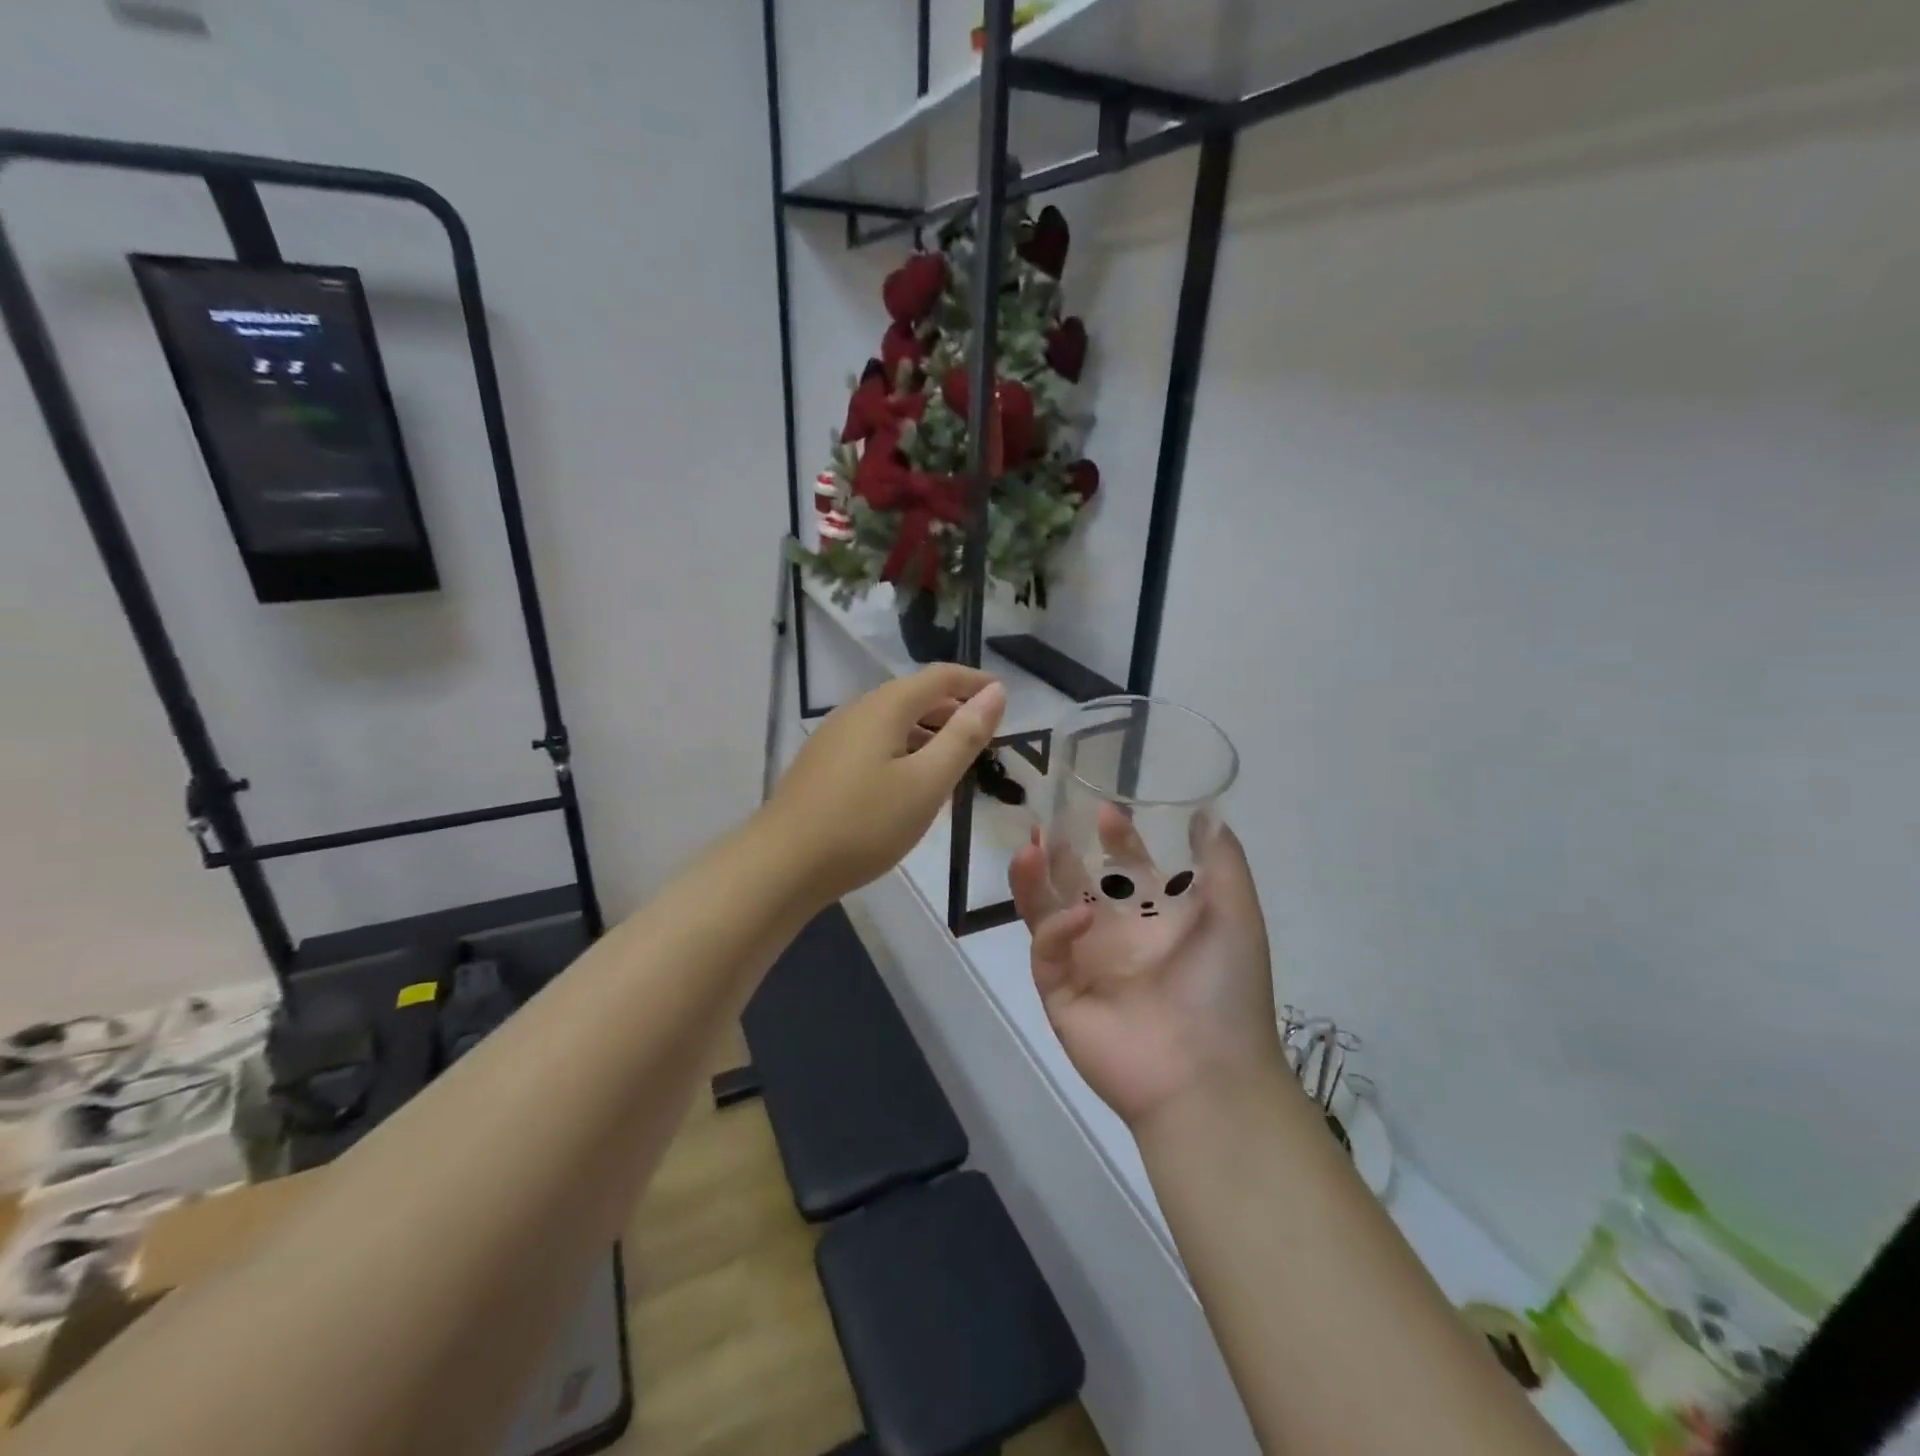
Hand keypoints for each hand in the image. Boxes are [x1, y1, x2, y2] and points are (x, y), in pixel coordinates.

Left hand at [769, 666, 1006, 903]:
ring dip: (929, 735)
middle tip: (986, 738)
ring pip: (894, 724)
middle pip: (914, 697)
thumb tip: (995, 692)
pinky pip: (875, 745)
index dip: (975, 681)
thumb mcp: (927, 782)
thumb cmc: (864, 823)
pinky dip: (904, 753)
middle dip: (953, 711)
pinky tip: (911, 787)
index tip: (1005, 695)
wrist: (782, 865)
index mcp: (885, 707)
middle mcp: (857, 711)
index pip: (939, 677)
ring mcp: (835, 738)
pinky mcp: (823, 765)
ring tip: (956, 767)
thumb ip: (964, 736)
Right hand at [1009, 812, 1284, 1127]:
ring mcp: (1085, 965)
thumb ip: (1222, 862)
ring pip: (1046, 912)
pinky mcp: (1061, 994)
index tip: (1104, 811)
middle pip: (1076, 885)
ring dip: (1035, 881)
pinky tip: (1076, 918)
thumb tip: (1206, 813)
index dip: (1115, 839)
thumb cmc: (1226, 989)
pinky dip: (1055, 930)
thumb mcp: (1236, 915)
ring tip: (1030, 850)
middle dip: (1061, 854)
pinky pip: (1047, 953)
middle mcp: (1116, 937)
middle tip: (1047, 824)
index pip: (1125, 869)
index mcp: (1154, 919)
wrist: (1209, 1076)